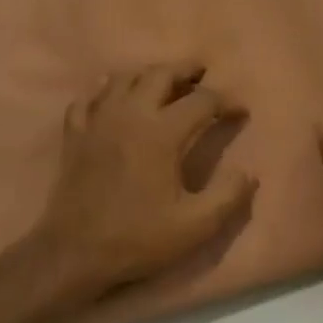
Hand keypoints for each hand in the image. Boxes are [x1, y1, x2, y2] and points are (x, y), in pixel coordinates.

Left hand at [24, 63, 255, 312]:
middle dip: (185, 70)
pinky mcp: (75, 134)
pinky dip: (103, 90)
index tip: (240, 111)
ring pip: (123, 78)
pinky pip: (88, 98)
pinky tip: (110, 95)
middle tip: (201, 73)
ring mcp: (97, 121)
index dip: (226, 101)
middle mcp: (130, 115)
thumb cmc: (137, 238)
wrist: (74, 252)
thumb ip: (228, 196)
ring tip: (163, 81)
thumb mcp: (195, 226)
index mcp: (162, 133)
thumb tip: (249, 172)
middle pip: (160, 74)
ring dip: (147, 74)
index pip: (202, 101)